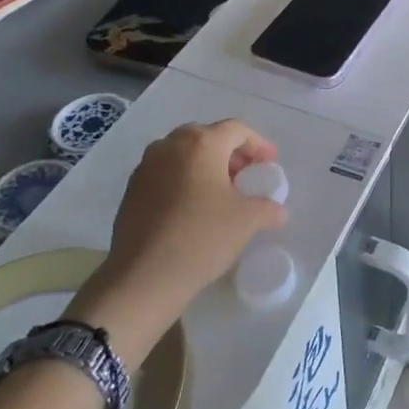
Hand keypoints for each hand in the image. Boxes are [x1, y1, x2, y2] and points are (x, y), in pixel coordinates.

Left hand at [67, 121, 285, 357]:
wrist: (142, 278)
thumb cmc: (201, 237)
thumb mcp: (247, 221)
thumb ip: (268, 208)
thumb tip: (278, 210)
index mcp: (201, 144)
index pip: (236, 130)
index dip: (258, 144)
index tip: (270, 164)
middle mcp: (170, 146)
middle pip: (207, 137)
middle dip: (230, 153)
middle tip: (245, 175)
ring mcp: (146, 167)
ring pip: (183, 154)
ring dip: (205, 165)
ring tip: (220, 192)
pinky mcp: (131, 190)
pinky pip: (165, 173)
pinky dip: (183, 180)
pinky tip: (193, 208)